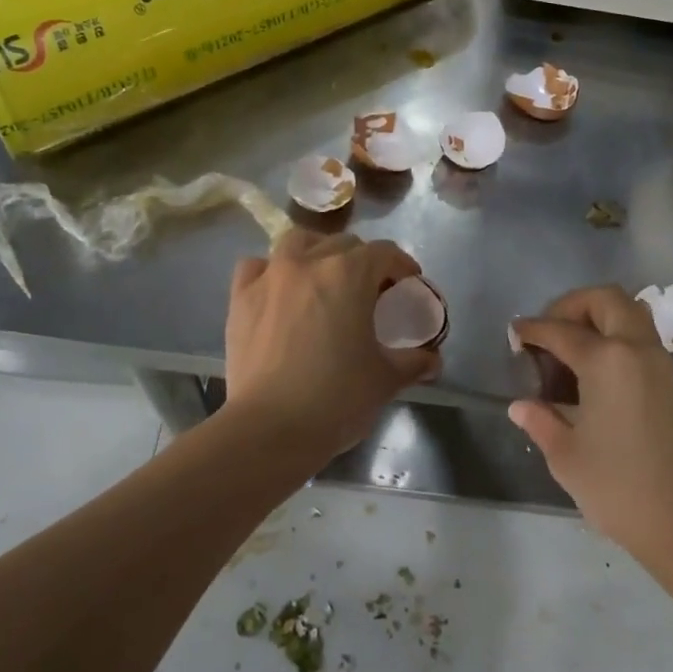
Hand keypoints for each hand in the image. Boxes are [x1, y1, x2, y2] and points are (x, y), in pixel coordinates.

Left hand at [225, 229, 439, 463]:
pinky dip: (271, 271)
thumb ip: (413, 362)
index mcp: (349, 274)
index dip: (402, 266)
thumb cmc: (337, 398)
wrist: (269, 429)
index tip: (409, 285)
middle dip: (362, 261)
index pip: (384, 253)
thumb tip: (432, 360)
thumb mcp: (386, 379)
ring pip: (297, 242)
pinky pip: (256, 266)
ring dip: (316, 253)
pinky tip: (279, 292)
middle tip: (370, 292)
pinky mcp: (240, 299)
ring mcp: (269, 277)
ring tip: (323, 279)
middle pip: (342, 244)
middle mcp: (308, 263)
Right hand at [510, 286, 672, 564]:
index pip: (561, 331)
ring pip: (630, 312)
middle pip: (605, 300)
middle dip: (572, 306)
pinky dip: (617, 337)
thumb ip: (540, 420)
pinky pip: (642, 337)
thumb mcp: (566, 455)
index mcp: (607, 360)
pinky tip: (595, 373)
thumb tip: (521, 405)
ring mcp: (661, 362)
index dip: (533, 330)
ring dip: (599, 316)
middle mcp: (637, 349)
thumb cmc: (618, 487)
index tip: (515, 334)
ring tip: (571, 349)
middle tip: (549, 332)